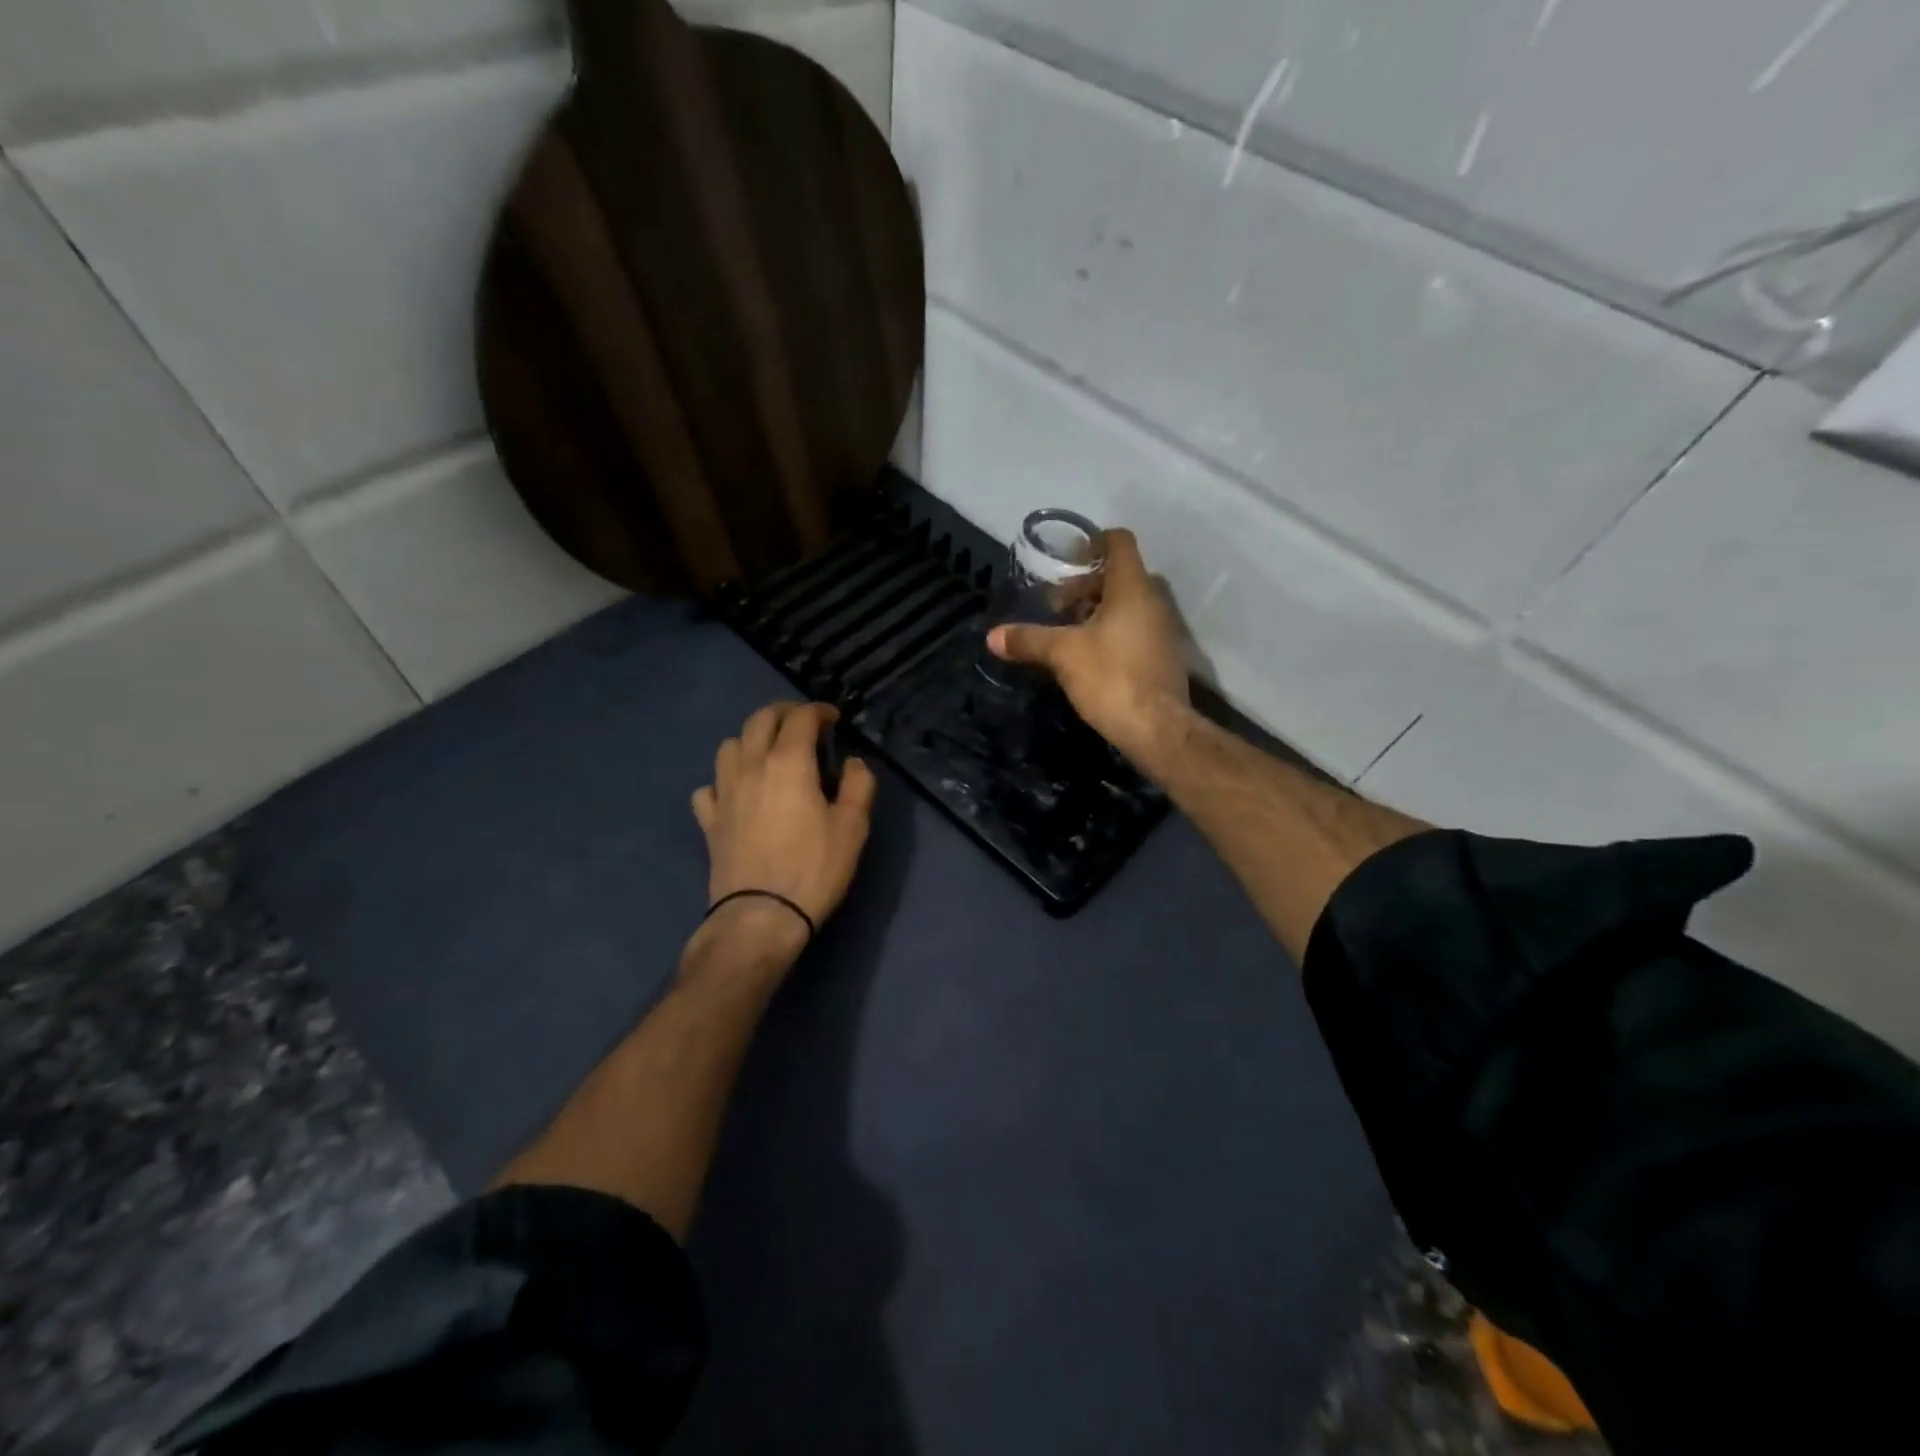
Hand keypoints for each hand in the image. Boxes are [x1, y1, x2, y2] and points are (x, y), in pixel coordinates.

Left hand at [691, 702, 876, 953]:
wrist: (760, 916)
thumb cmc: (814, 869)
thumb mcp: (853, 827)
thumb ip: (859, 785)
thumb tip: (853, 763)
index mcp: (788, 762)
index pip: (801, 718)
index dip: (819, 711)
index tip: (834, 718)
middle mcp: (751, 766)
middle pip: (759, 720)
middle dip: (783, 713)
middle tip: (803, 723)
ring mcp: (724, 792)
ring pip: (730, 746)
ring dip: (751, 740)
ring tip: (770, 753)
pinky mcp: (709, 820)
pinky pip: (710, 787)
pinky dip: (725, 781)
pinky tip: (738, 793)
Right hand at [986, 528, 1191, 764]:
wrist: (1156, 729)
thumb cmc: (1111, 677)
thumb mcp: (1062, 655)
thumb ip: (1028, 640)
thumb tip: (991, 636)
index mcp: (1132, 588)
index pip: (1119, 542)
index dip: (1092, 543)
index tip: (1066, 560)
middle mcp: (1152, 601)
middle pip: (1118, 575)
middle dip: (1085, 586)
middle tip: (1056, 608)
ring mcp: (1161, 630)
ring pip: (1126, 605)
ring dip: (1096, 612)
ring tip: (1066, 634)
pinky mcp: (1161, 656)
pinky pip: (1134, 629)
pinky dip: (1110, 632)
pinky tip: (1087, 657)